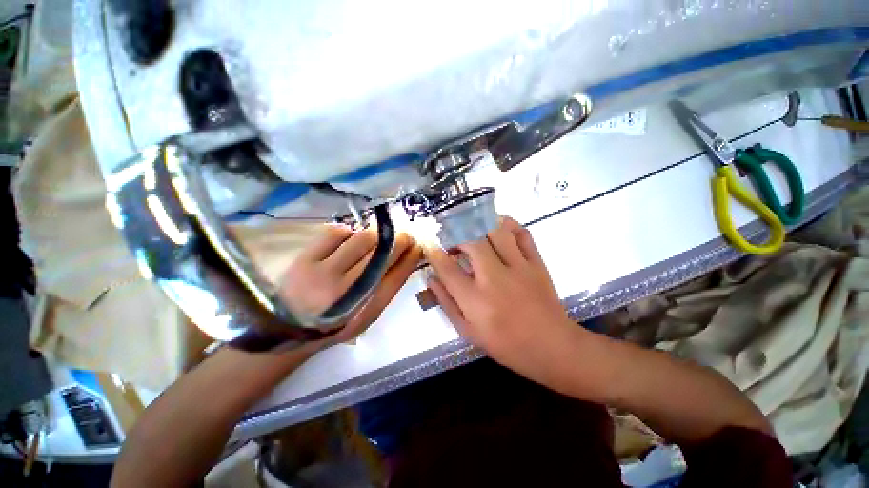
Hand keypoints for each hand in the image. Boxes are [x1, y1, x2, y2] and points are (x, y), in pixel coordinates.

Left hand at [279, 225, 421, 346]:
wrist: (291, 329)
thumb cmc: (337, 321)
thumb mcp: (368, 314)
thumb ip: (387, 288)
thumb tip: (405, 258)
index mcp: (367, 308)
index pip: (397, 275)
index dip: (411, 257)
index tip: (418, 245)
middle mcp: (349, 291)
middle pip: (383, 254)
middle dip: (400, 240)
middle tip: (405, 234)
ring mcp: (325, 274)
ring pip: (362, 239)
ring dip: (376, 234)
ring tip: (377, 236)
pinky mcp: (305, 260)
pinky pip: (335, 234)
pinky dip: (348, 232)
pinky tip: (349, 238)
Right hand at [424, 217, 574, 370]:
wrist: (552, 346)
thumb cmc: (506, 344)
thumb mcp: (468, 331)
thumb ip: (447, 303)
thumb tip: (432, 279)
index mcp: (475, 300)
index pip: (447, 268)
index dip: (434, 253)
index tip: (429, 245)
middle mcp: (494, 278)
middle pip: (471, 242)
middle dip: (456, 236)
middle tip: (453, 243)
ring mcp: (518, 267)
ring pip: (496, 231)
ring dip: (480, 227)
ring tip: (473, 233)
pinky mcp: (536, 263)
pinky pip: (522, 233)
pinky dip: (508, 225)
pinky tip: (498, 229)